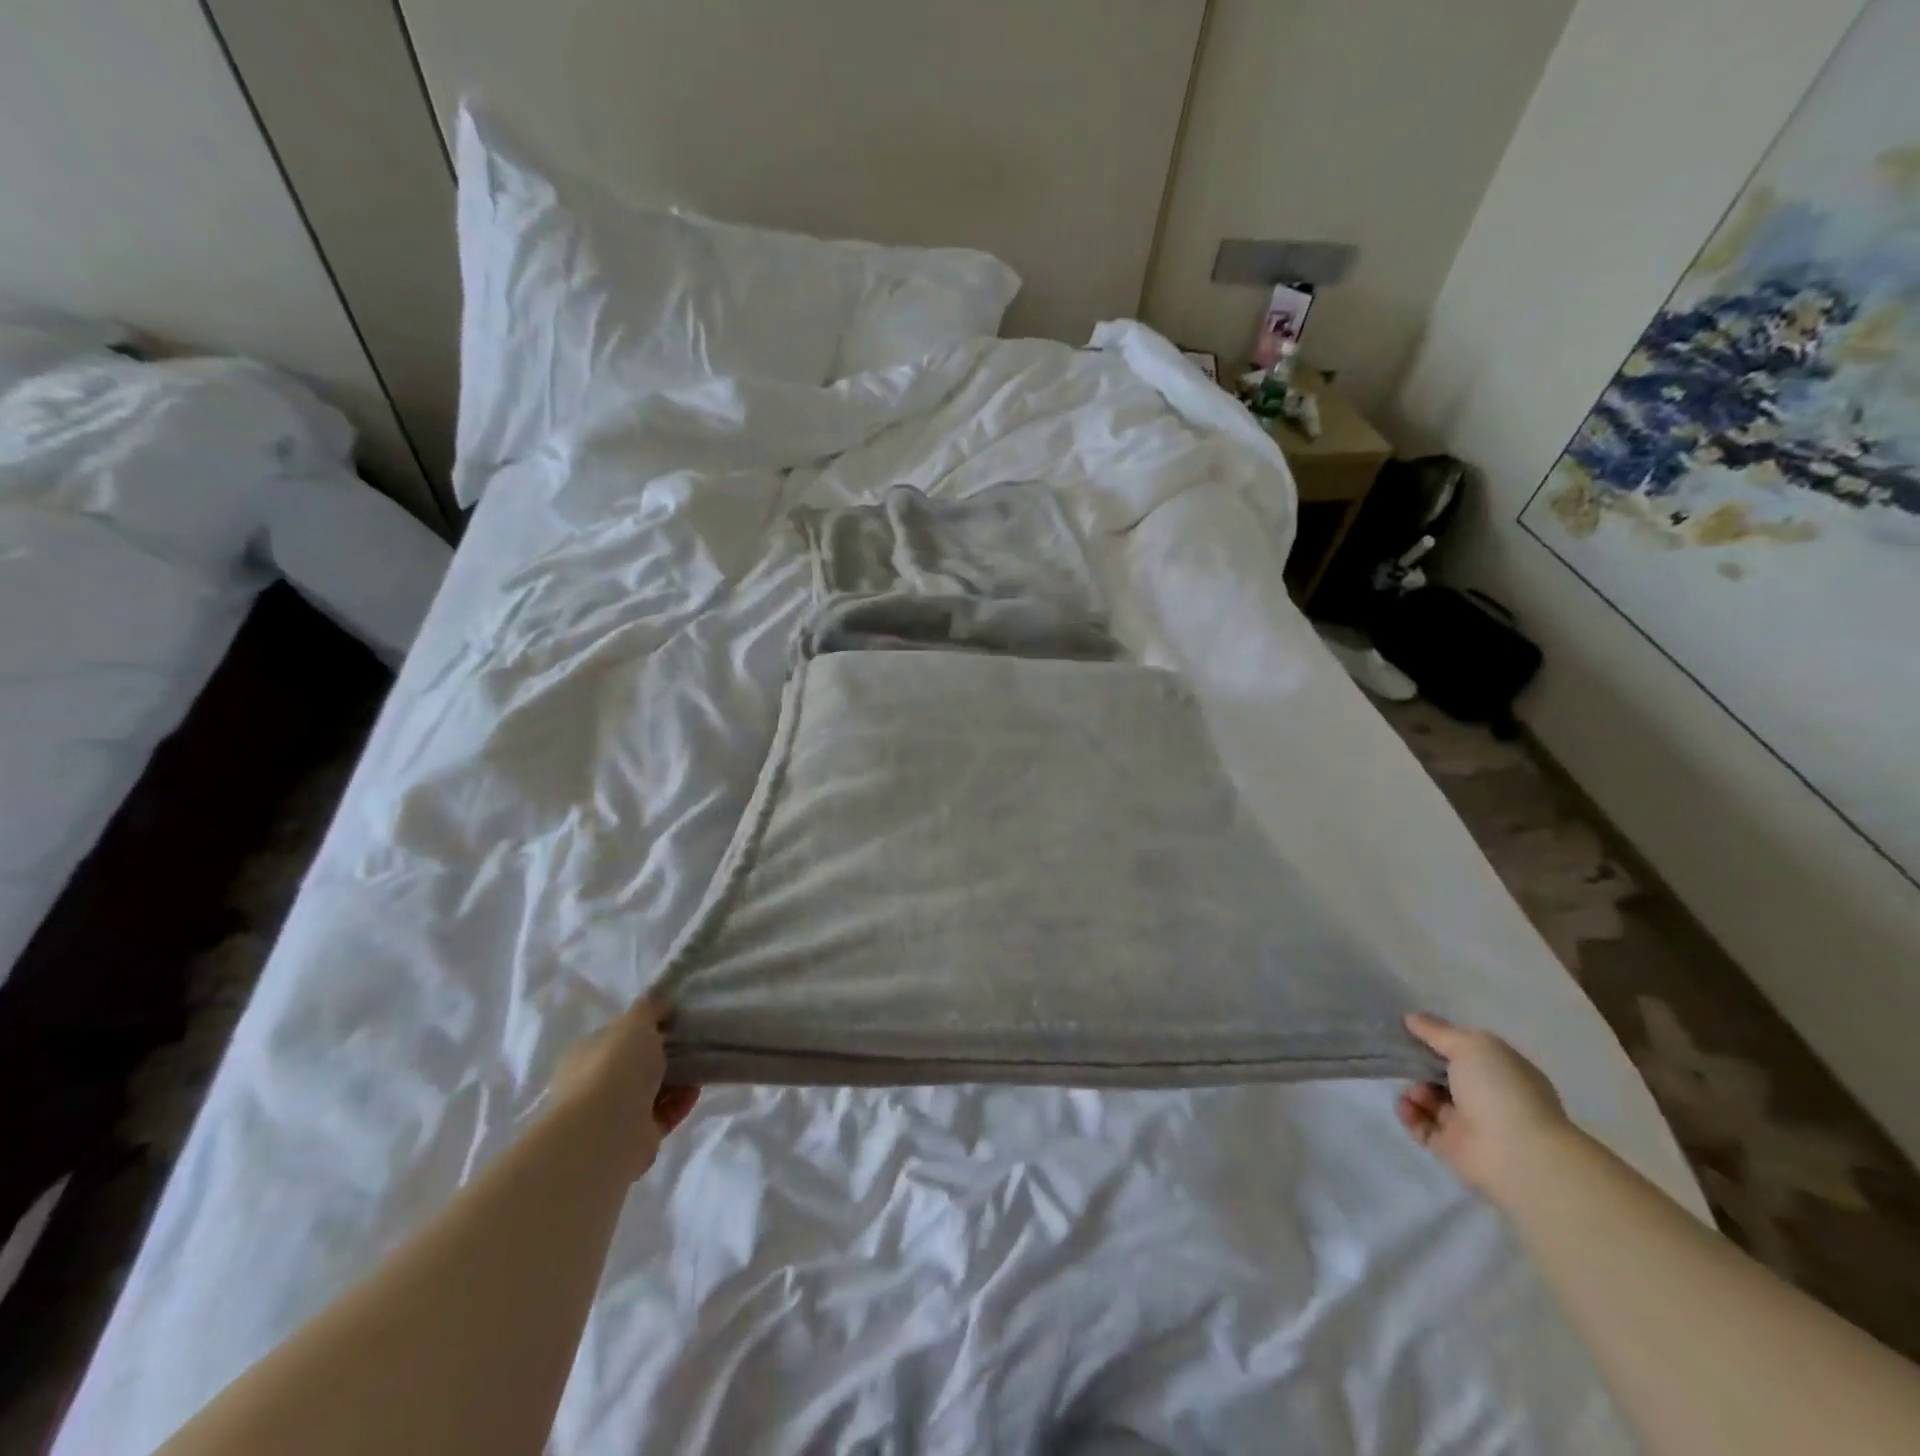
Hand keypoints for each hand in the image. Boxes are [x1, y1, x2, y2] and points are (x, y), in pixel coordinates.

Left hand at [551, 996, 700, 1179]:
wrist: (608, 1130)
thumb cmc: (615, 1065)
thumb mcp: (635, 1022)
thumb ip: (650, 1008)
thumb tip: (662, 1001)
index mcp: (585, 1054)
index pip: (615, 1035)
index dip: (643, 1026)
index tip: (673, 1019)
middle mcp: (593, 1083)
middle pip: (635, 1063)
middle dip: (663, 1053)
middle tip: (691, 1040)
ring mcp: (613, 1113)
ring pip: (651, 1089)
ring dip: (676, 1078)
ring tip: (702, 1062)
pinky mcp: (635, 1137)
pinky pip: (663, 1113)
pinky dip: (680, 1101)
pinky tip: (698, 1088)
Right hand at [1397, 1011, 1571, 1204]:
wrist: (1518, 1156)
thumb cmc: (1500, 1091)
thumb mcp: (1470, 1046)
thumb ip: (1437, 1031)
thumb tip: (1411, 1018)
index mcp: (1501, 1071)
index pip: (1464, 1051)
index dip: (1437, 1040)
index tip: (1409, 1031)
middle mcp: (1488, 1097)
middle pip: (1443, 1075)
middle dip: (1420, 1066)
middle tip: (1404, 1061)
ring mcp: (1471, 1124)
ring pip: (1430, 1100)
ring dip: (1415, 1092)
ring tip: (1415, 1093)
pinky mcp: (1453, 1148)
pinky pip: (1422, 1126)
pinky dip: (1410, 1115)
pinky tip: (1407, 1107)